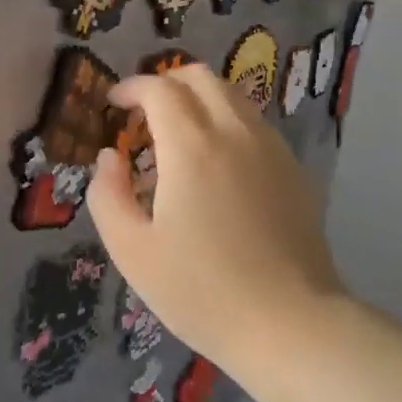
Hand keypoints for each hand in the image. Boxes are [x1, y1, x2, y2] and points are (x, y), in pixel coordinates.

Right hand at [86, 63, 344, 367]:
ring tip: (178, 138)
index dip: (131, 88)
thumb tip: (109, 158)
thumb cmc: (200, 290)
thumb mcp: (132, 250)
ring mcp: (271, 148)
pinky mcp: (293, 170)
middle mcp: (235, 132)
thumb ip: (107, 195)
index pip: (159, 88)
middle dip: (165, 83)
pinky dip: (226, 122)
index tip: (114, 105)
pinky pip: (254, 123)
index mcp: (192, 146)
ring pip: (232, 96)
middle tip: (144, 115)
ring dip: (198, 100)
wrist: (288, 323)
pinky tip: (216, 164)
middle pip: (200, 77)